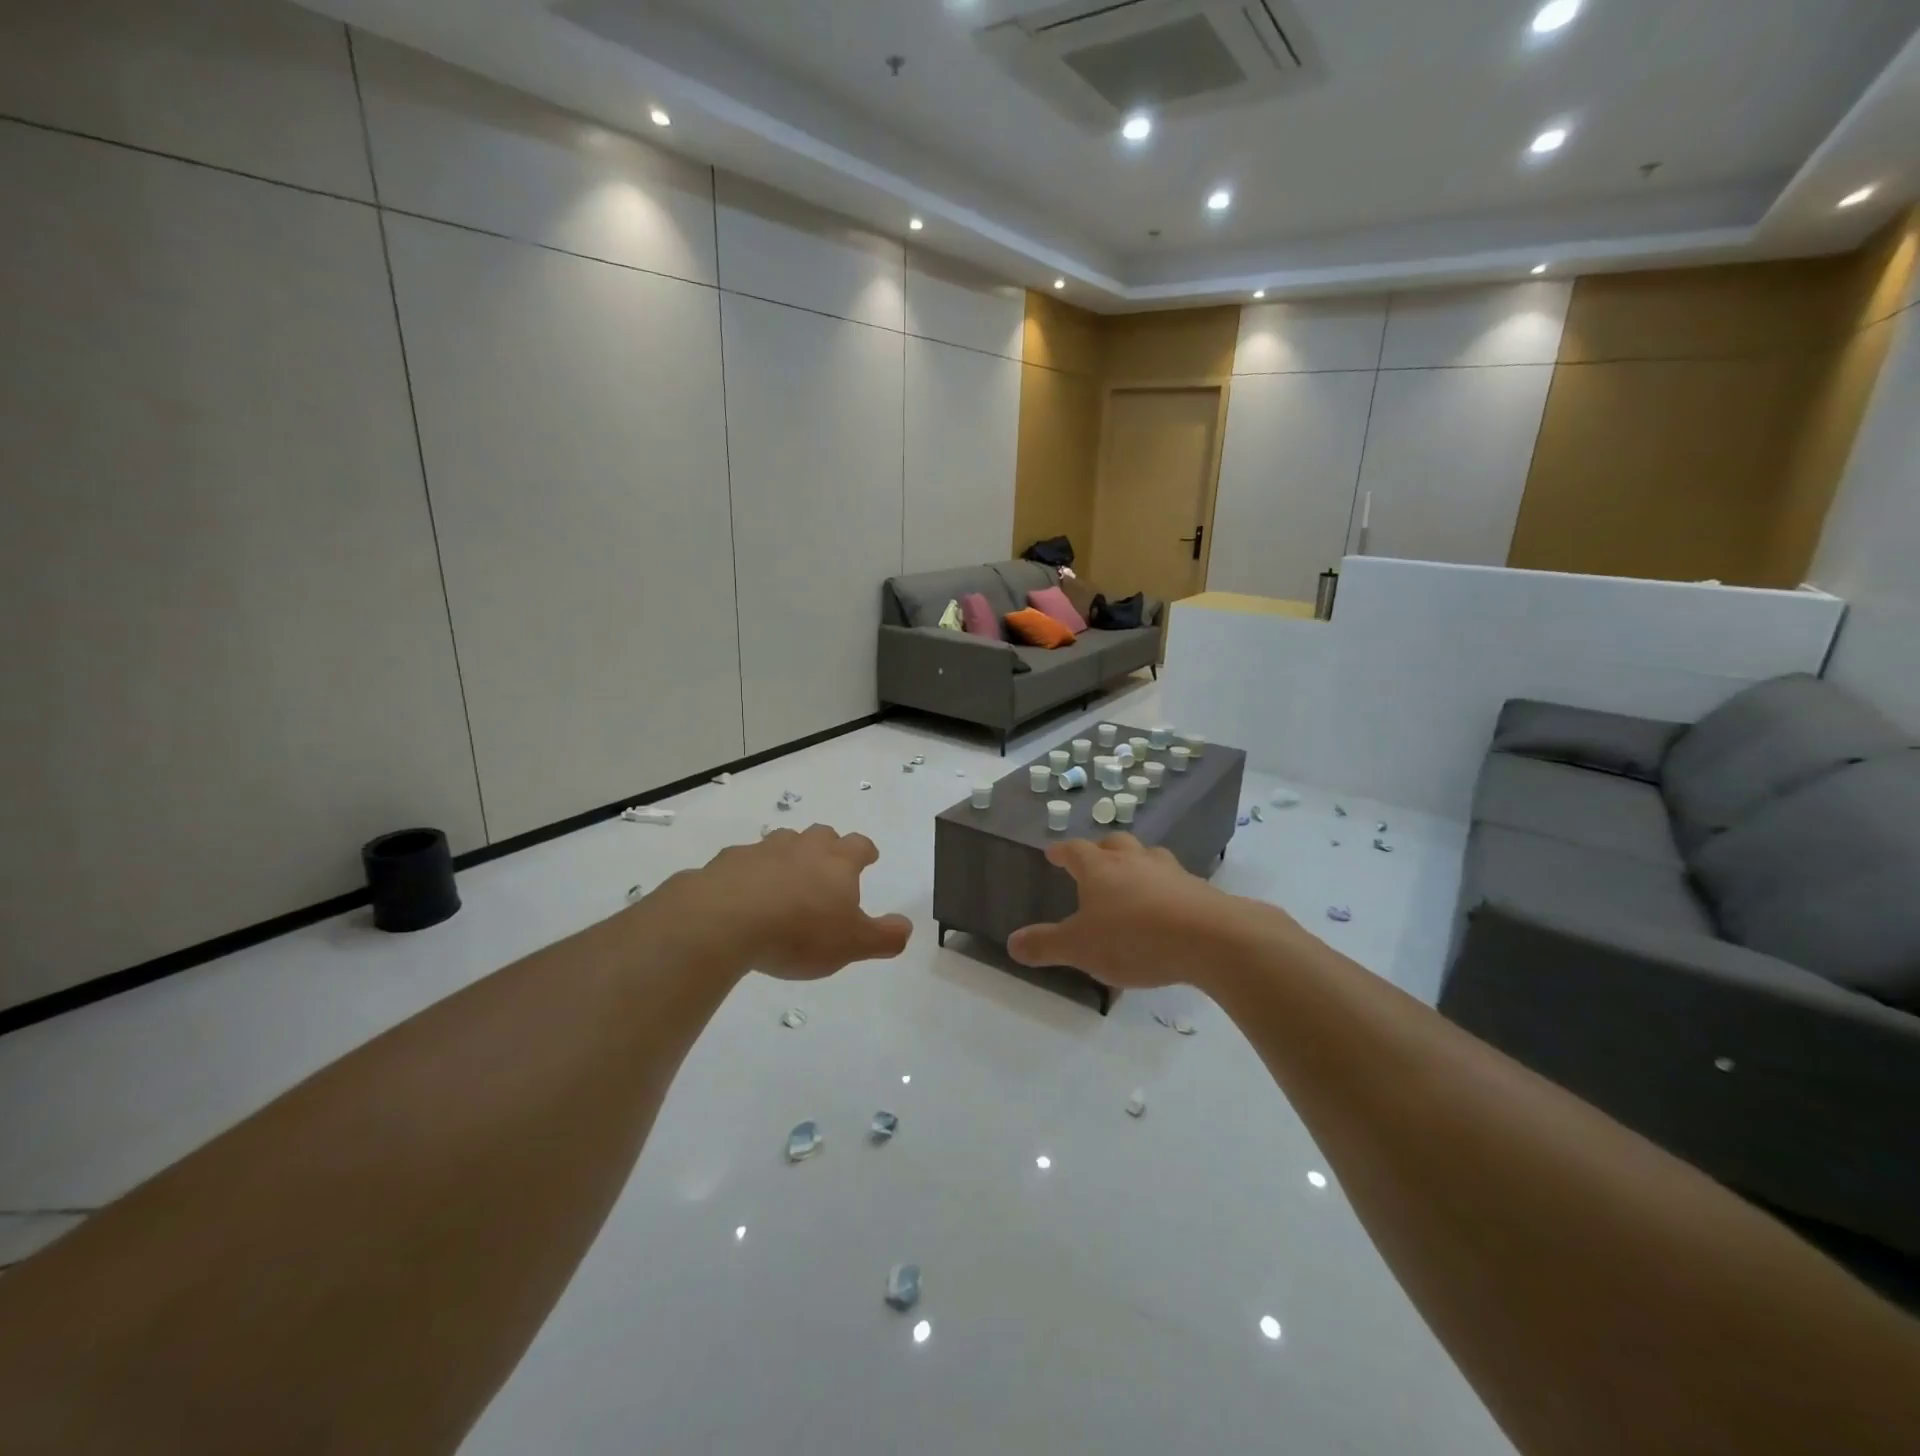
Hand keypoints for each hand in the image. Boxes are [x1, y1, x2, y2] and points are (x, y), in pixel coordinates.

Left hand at [651, 824, 912, 980]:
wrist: (724, 920)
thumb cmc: (799, 932)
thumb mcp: (851, 944)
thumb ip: (884, 936)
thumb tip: (907, 927)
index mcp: (837, 862)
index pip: (860, 846)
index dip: (866, 852)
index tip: (868, 859)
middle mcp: (803, 847)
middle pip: (822, 835)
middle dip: (828, 847)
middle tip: (828, 867)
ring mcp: (763, 850)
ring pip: (783, 842)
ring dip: (790, 856)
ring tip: (787, 880)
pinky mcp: (728, 862)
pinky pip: (745, 861)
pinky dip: (751, 872)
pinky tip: (745, 894)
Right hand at [1007, 833, 1259, 988]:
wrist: (1210, 938)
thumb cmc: (1134, 938)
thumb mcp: (1080, 948)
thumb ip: (1045, 945)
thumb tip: (1011, 943)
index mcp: (1100, 869)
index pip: (1075, 850)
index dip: (1062, 851)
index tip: (1053, 853)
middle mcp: (1134, 861)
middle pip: (1114, 844)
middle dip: (1101, 850)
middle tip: (1095, 861)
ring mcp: (1170, 872)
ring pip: (1149, 856)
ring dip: (1137, 863)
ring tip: (1133, 880)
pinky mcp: (1199, 890)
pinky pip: (1175, 881)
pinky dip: (1165, 888)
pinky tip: (1167, 907)